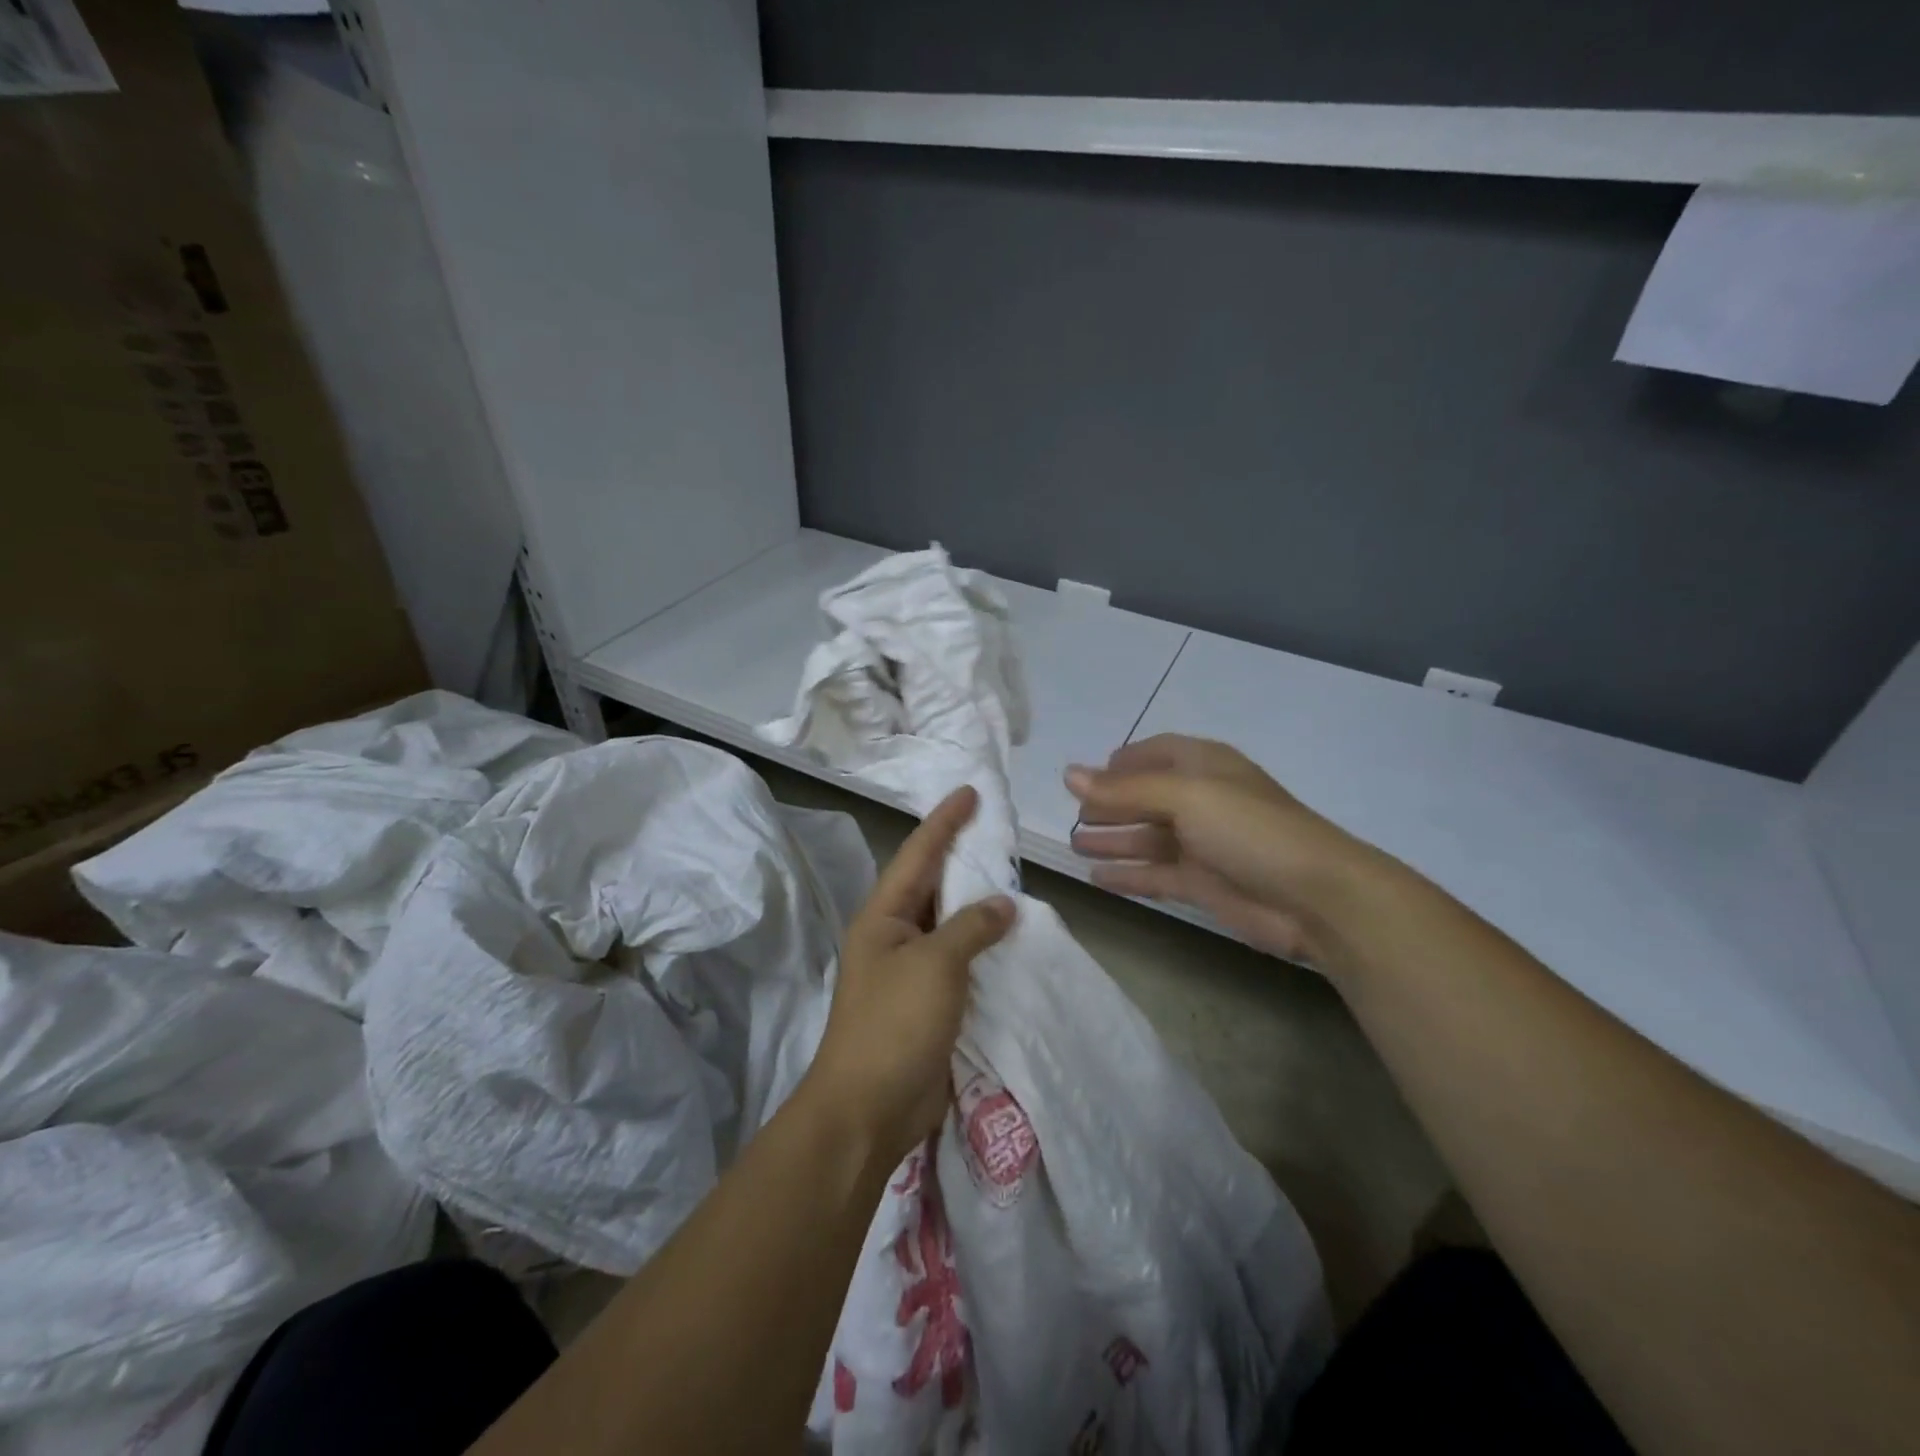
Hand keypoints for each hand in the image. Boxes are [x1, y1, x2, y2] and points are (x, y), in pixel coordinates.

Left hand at [806, 786, 1015, 1167]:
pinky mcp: (927, 1003)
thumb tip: (1002, 904)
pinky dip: (983, 946)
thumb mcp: (935, 965)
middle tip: (999, 832)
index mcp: (883, 916)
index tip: (970, 792)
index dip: (944, 821)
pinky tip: (1010, 938)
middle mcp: (894, 935)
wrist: (867, 1110)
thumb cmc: (894, 1025)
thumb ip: (971, 927)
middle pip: (932, 884)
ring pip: (948, 923)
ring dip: (977, 903)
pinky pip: (959, 960)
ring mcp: (909, 971)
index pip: (918, 854)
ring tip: (1012, 877)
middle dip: (963, 857)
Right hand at [1066, 734, 1373, 965]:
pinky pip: (1154, 873)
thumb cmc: (1249, 829)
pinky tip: (1097, 879)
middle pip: (1145, 797)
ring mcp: (1201, 844)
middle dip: (1109, 805)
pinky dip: (1127, 874)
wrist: (1314, 896)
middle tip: (1073, 818)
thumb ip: (1125, 789)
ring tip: (1075, 846)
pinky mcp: (1202, 883)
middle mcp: (1200, 800)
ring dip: (1113, 840)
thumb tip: (1068, 775)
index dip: (1121, 763)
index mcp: (1203, 766)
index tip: (1085, 777)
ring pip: (1146, 837)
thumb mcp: (1186, 797)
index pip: (1155, 753)